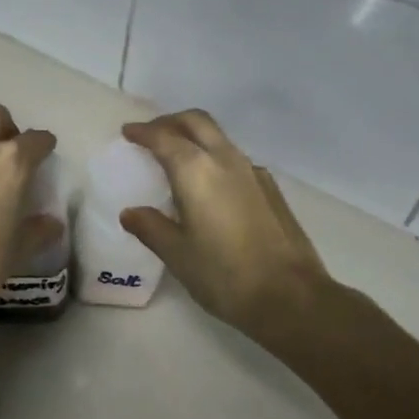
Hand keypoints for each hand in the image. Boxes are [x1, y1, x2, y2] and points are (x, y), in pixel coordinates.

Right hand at [119, 109, 329, 338]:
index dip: (143, 132)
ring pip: (218, 137)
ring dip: (194, 136)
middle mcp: (225, 160)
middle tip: (151, 135)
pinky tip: (209, 185)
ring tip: (176, 158)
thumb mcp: (177, 254)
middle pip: (196, 122)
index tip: (128, 133)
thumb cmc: (224, 275)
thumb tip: (130, 213)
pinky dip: (214, 157)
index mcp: (196, 171)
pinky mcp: (270, 188)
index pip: (164, 137)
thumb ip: (151, 227)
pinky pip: (235, 158)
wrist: (290, 296)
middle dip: (170, 122)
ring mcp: (253, 172)